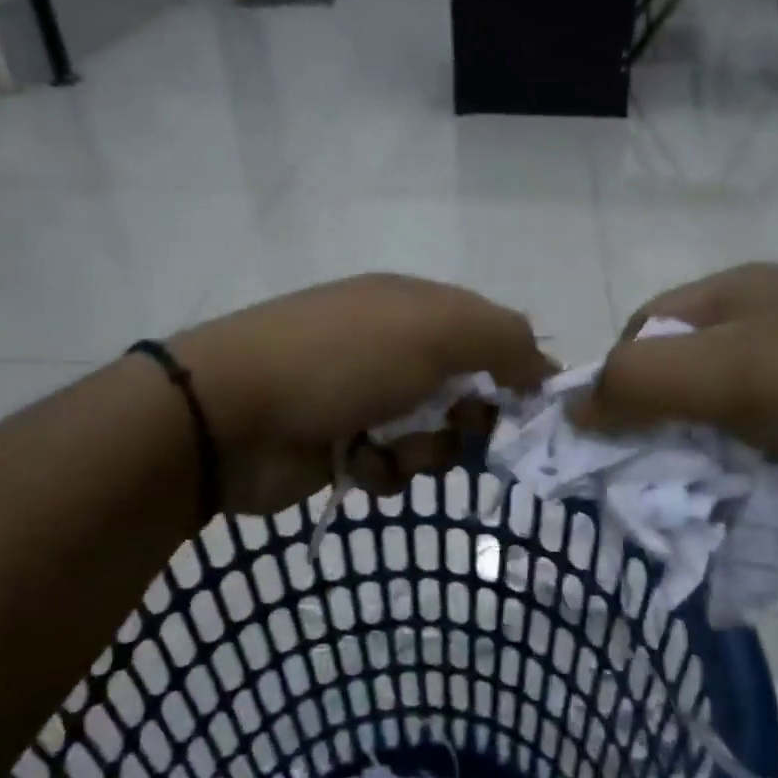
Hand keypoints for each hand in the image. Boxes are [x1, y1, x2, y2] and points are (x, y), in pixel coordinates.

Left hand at [172, 274, 553, 513]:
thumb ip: (505, 341)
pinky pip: (393, 465)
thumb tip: (545, 367)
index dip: (517, 374)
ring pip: (433, 435)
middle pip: (467, 391)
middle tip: (462, 434)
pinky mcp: (341, 443)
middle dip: (470, 420)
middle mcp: (394, 347)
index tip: (532, 415)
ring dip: (426, 450)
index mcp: (417, 307)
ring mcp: (365, 396)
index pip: (492, 336)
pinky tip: (360, 465)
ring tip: (394, 451)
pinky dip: (386, 470)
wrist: (232, 414)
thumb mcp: (437, 331)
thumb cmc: (343, 362)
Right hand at [575, 263, 777, 520]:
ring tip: (728, 510)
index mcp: (733, 300)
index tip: (611, 445)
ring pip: (729, 434)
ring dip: (721, 475)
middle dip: (668, 442)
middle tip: (664, 491)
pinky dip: (772, 491)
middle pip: (683, 389)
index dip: (617, 387)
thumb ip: (641, 384)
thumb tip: (571, 405)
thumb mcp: (734, 374)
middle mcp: (765, 333)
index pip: (642, 338)